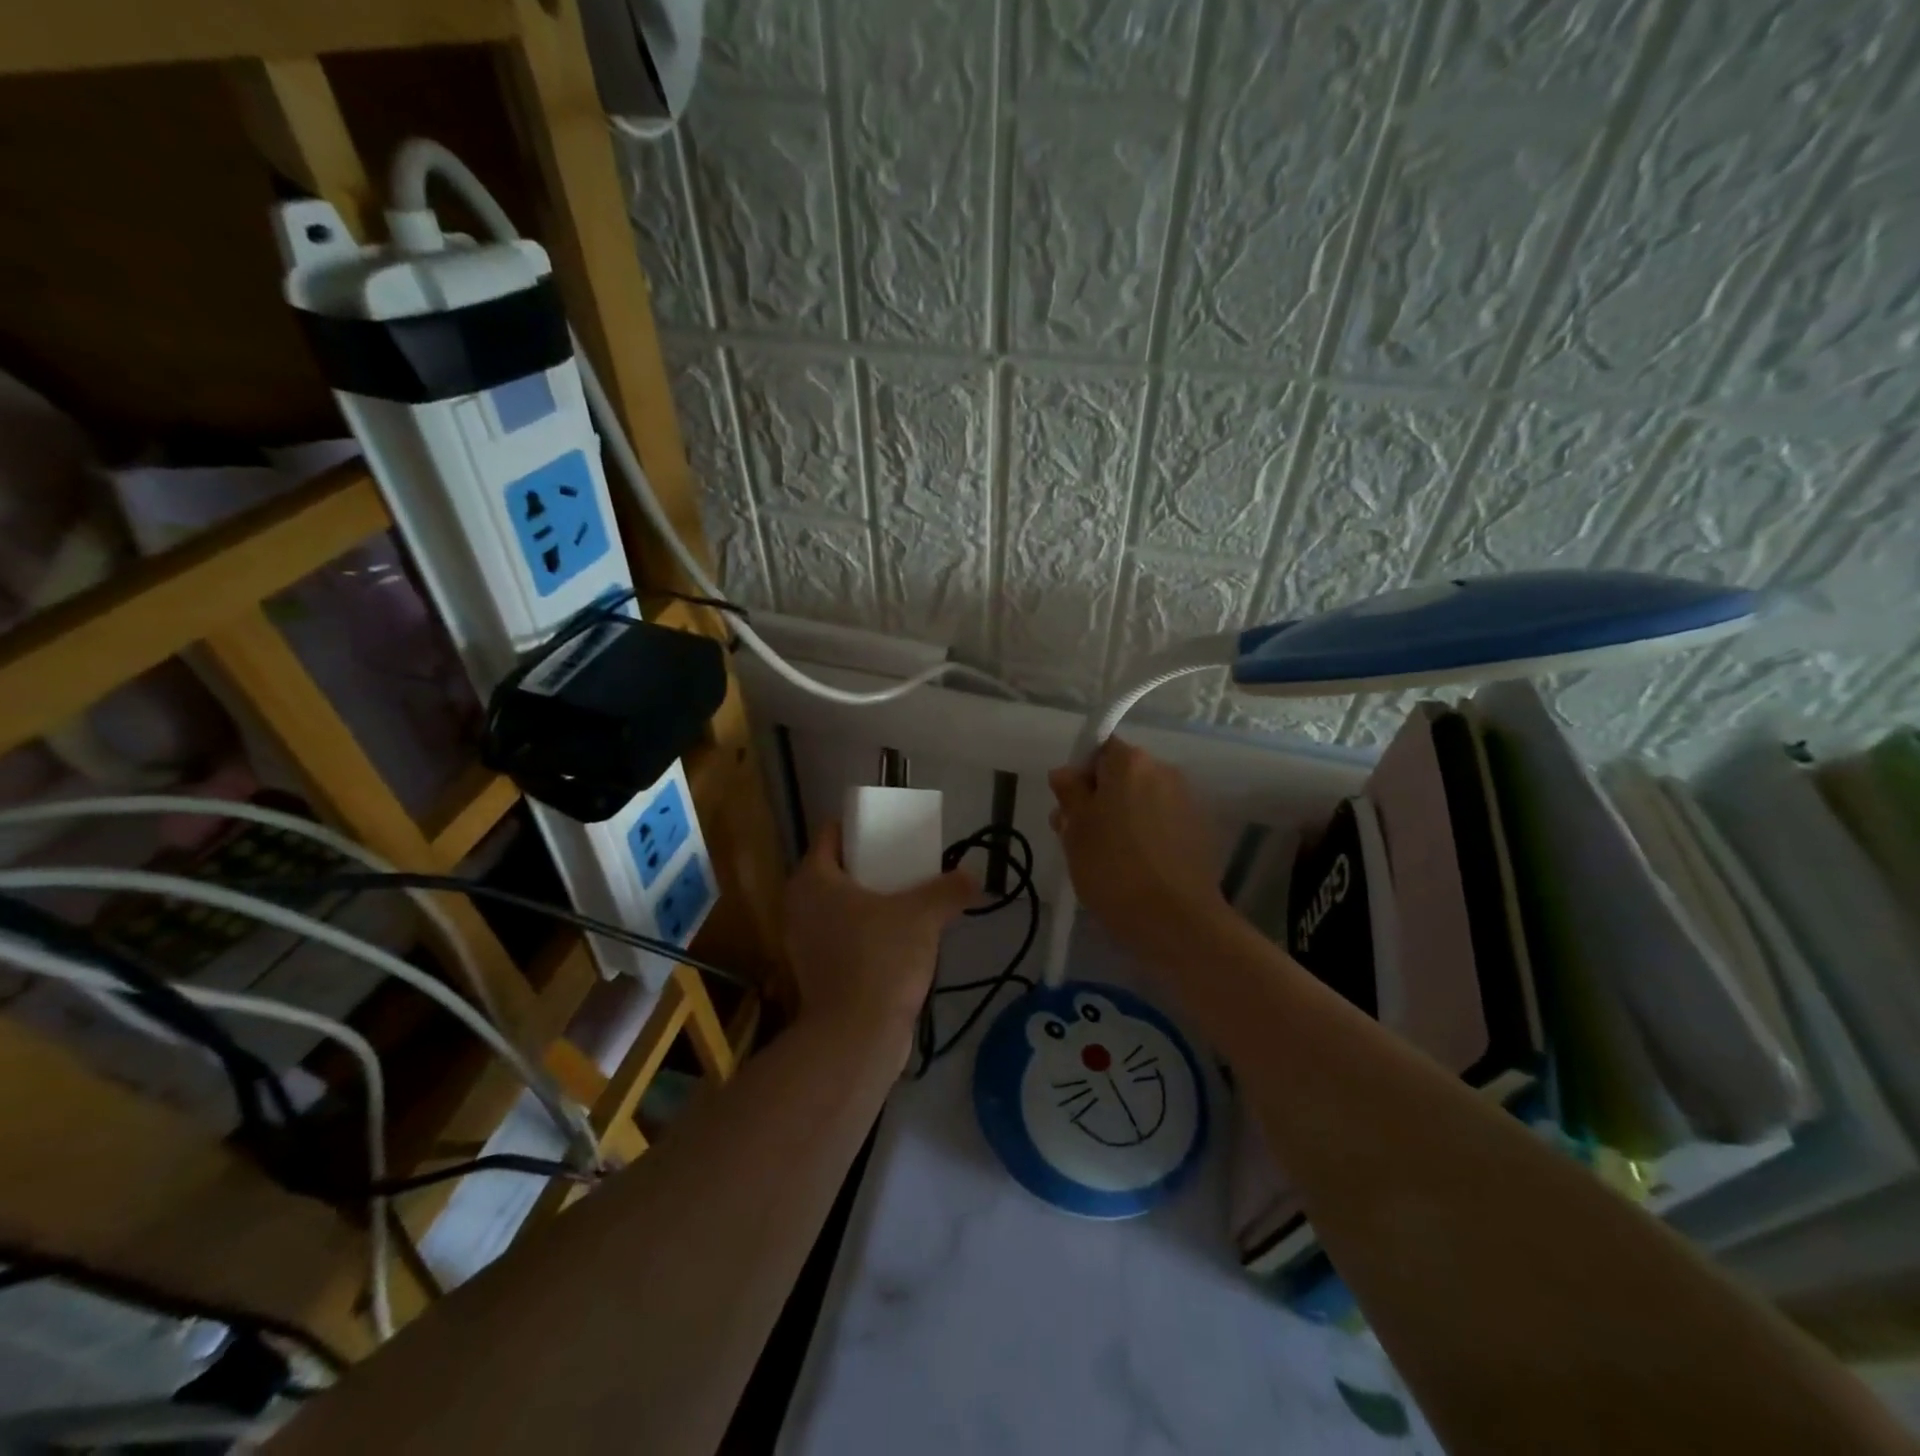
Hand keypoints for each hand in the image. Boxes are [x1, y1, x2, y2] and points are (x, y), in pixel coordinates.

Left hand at [782, 821, 976, 1047]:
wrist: (856, 1037)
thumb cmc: (880, 959)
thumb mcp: (922, 916)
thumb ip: (949, 890)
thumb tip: (974, 877)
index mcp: (813, 879)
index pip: (831, 833)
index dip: (860, 826)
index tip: (890, 829)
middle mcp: (799, 905)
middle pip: (836, 869)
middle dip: (869, 864)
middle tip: (905, 863)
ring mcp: (803, 942)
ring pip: (838, 905)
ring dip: (868, 900)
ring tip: (906, 900)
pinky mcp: (815, 973)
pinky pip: (841, 935)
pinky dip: (864, 931)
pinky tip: (896, 939)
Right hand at [1049, 739, 1229, 955]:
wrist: (1176, 921)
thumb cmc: (1113, 869)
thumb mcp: (1076, 831)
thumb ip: (1069, 794)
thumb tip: (1066, 773)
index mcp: (1131, 763)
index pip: (1099, 750)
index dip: (1080, 775)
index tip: (1070, 807)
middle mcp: (1164, 771)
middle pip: (1123, 775)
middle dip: (1100, 798)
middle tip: (1081, 837)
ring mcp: (1186, 801)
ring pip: (1142, 800)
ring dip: (1123, 818)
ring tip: (1107, 858)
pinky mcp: (1200, 832)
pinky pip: (1162, 822)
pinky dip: (1147, 836)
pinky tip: (1136, 868)